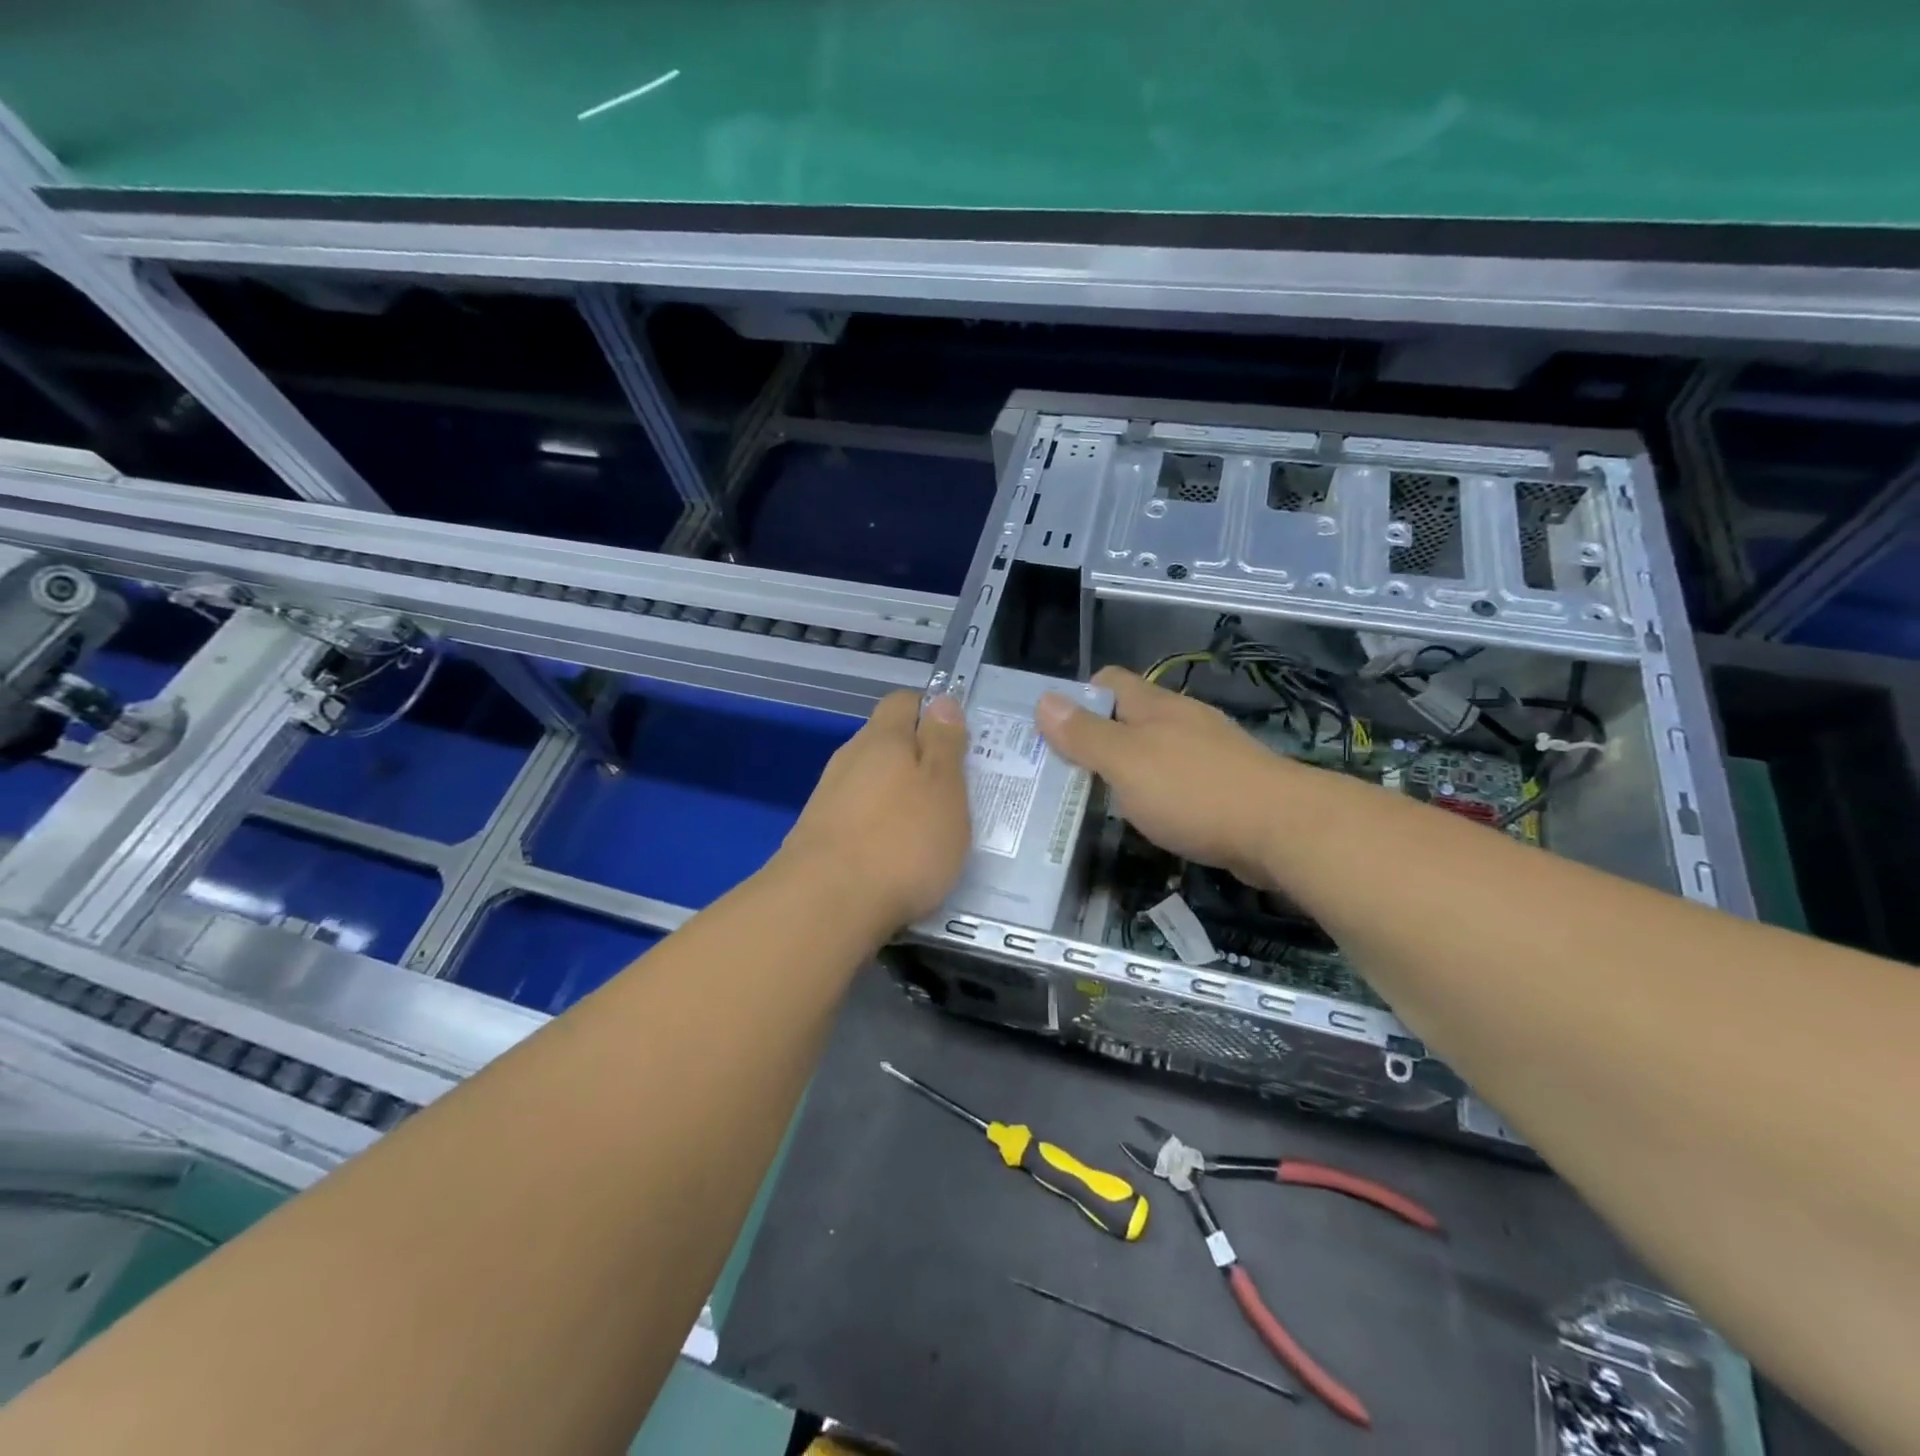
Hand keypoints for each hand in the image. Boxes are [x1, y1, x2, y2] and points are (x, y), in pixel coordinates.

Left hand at [777, 691, 971, 934]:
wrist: (825, 906)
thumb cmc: (901, 842)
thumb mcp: (944, 789)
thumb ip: (944, 744)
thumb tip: (943, 701)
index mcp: (883, 738)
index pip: (905, 702)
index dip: (933, 714)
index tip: (959, 743)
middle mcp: (849, 759)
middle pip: (886, 744)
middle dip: (918, 761)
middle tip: (952, 793)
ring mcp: (827, 798)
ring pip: (870, 783)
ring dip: (898, 798)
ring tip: (927, 832)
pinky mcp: (816, 836)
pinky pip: (856, 818)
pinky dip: (878, 829)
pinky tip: (893, 859)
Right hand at [1037, 667, 1296, 888]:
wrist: (1284, 830)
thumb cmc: (1194, 790)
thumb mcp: (1126, 762)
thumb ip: (1084, 735)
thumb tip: (1044, 699)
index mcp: (1155, 706)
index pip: (1108, 681)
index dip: (1077, 700)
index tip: (1051, 734)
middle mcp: (1182, 721)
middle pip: (1129, 718)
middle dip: (1096, 740)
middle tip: (1063, 774)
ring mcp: (1209, 753)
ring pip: (1154, 751)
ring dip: (1126, 770)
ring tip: (1096, 801)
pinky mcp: (1227, 787)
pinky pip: (1178, 781)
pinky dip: (1157, 795)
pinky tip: (1149, 820)